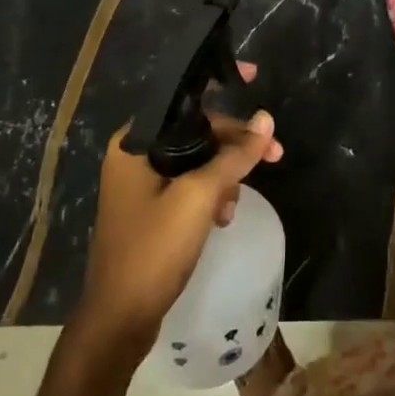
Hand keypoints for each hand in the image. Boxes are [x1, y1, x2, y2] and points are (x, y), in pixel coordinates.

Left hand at [76, 69, 283, 356]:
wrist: (119, 320)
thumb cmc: (154, 249)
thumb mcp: (200, 197)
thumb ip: (234, 157)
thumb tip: (266, 121)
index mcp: (135, 143)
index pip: (182, 98)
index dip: (218, 83)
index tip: (252, 75)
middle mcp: (134, 156)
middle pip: (195, 131)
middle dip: (234, 144)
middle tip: (275, 156)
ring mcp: (140, 184)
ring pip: (196, 160)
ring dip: (224, 175)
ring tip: (237, 203)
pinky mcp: (150, 209)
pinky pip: (189, 185)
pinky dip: (210, 194)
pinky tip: (223, 217)